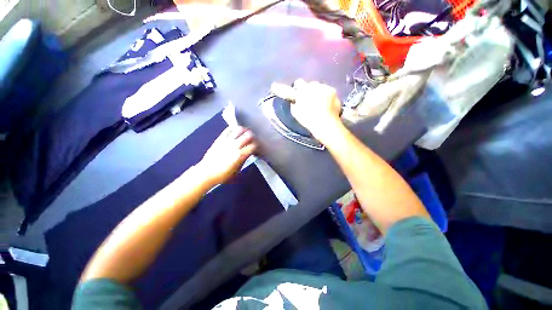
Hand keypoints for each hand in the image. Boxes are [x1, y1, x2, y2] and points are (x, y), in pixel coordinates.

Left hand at [198, 126, 256, 185]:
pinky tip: (235, 130)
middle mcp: (235, 146)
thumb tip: (248, 154)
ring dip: (244, 130)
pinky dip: (233, 128)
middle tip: (253, 138)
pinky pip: (228, 129)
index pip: (254, 145)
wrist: (207, 172)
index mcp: (241, 155)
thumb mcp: (237, 170)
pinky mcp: (220, 139)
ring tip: (246, 132)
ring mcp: (227, 141)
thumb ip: (244, 160)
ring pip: (239, 130)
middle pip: (248, 135)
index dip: (258, 145)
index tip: (258, 147)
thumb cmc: (223, 175)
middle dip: (253, 136)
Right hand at [271, 80, 341, 142]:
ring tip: (320, 103)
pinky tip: (327, 104)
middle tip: (309, 101)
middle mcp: (314, 85)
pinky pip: (328, 91)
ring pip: (319, 87)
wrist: (325, 123)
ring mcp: (325, 87)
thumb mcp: (296, 113)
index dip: (296, 87)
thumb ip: (294, 104)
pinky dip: (327, 96)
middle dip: (309, 90)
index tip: (297, 91)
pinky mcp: (333, 91)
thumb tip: (295, 101)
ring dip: (318, 92)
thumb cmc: (308, 119)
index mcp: (303, 90)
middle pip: (310, 84)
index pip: (298, 83)